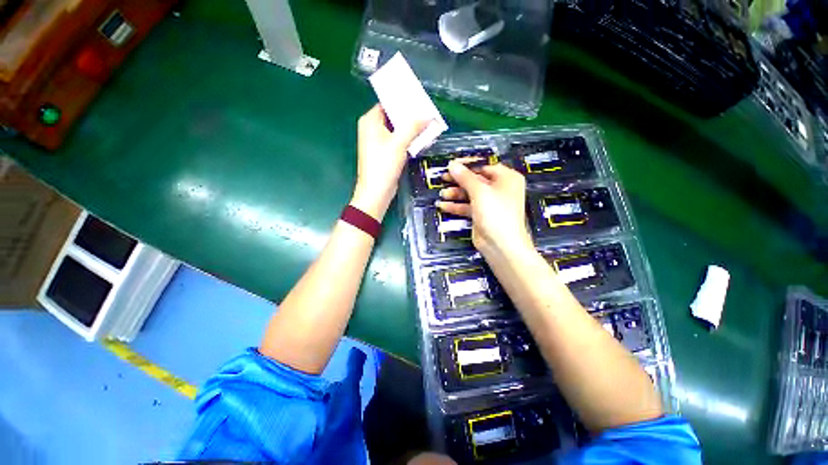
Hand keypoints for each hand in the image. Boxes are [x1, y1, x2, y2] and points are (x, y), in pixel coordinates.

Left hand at [350, 104, 428, 220]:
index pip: (388, 103)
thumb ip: (414, 126)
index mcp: (370, 121)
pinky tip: (421, 139)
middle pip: (394, 117)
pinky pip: (398, 141)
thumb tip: (429, 116)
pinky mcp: (385, 153)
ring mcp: (378, 142)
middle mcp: (372, 129)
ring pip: (397, 130)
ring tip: (429, 124)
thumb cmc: (383, 165)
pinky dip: (408, 140)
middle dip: (410, 116)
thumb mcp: (399, 143)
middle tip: (428, 112)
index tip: (420, 100)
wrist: (377, 192)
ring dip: (411, 129)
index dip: (404, 102)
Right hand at [436, 161, 532, 260]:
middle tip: (444, 178)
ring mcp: (489, 203)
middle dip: (459, 180)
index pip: (484, 166)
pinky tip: (444, 205)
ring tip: (443, 194)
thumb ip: (465, 177)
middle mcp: (499, 189)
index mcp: (506, 178)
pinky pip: (467, 206)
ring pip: (470, 194)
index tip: (453, 165)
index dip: (467, 165)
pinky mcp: (481, 215)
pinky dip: (456, 206)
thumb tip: (453, 165)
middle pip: (475, 180)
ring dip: (455, 193)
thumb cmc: (497, 214)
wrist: (501, 245)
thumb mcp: (480, 192)